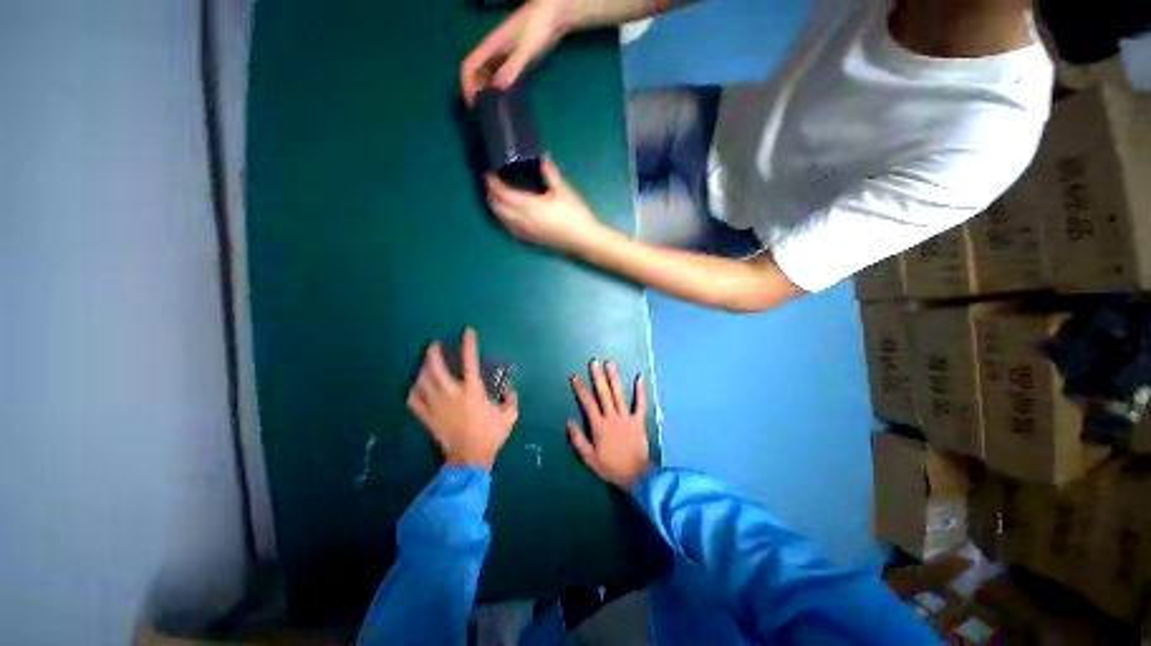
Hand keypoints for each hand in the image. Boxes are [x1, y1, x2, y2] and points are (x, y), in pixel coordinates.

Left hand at [407, 328, 518, 469]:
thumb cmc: (491, 435)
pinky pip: (414, 400)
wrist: (469, 459)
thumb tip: (510, 386)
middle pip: (436, 367)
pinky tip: (417, 386)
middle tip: (434, 344)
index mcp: (473, 390)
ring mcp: (437, 405)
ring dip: (423, 368)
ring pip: (423, 381)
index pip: (470, 360)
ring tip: (426, 362)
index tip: (467, 331)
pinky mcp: (427, 417)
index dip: (469, 343)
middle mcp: (452, 393)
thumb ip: (511, 398)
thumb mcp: (510, 415)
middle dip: (433, 352)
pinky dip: (413, 390)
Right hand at [461, 0, 570, 102]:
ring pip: (489, 76)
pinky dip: (500, 89)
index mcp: (490, 46)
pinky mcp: (515, 60)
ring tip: (494, 111)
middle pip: (477, 73)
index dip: (467, 85)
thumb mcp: (524, 50)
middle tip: (484, 113)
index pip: (469, 66)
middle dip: (476, 92)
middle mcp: (494, 51)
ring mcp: (505, 56)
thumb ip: (511, 68)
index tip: (472, 105)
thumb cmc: (537, 28)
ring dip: (488, 92)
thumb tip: (498, 89)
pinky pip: (502, 76)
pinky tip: (507, 101)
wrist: (554, 16)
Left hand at [487, 159, 608, 254]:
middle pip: (498, 208)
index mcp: (529, 206)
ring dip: (496, 208)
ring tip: (496, 198)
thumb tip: (542, 158)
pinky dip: (504, 220)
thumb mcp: (564, 191)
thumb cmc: (575, 215)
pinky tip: (507, 217)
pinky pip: (511, 229)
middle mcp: (523, 220)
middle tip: (490, 184)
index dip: (493, 184)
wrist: (584, 240)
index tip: (489, 173)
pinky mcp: (531, 239)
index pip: (503, 194)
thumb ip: (550, 174)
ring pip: (502, 220)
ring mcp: (526, 232)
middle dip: (491, 195)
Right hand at [567, 360, 651, 488]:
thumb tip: (569, 421)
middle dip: (598, 377)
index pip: (588, 403)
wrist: (636, 475)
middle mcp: (612, 417)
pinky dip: (640, 391)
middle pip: (603, 394)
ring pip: (619, 394)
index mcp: (599, 426)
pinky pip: (640, 404)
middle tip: (594, 362)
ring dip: (614, 379)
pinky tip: (640, 377)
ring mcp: (627, 417)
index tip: (575, 376)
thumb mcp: (589, 458)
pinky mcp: (639, 420)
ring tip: (610, 364)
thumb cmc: (610, 467)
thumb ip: (578, 439)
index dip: (581, 389)